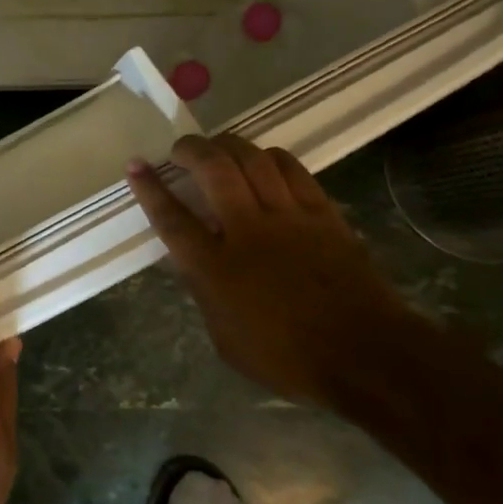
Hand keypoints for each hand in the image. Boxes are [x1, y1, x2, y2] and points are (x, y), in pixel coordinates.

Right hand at [126, 134, 426, 406]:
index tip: (136, 165)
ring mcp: (288, 218)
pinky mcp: (323, 214)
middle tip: (181, 149)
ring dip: (229, 145)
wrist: (367, 356)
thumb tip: (197, 266)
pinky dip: (271, 158)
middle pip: (213, 169)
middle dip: (190, 149)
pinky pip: (293, 170)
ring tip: (218, 148)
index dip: (150, 188)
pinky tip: (263, 161)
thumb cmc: (289, 358)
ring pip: (253, 160)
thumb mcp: (226, 339)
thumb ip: (206, 295)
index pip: (172, 217)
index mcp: (215, 268)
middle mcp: (247, 231)